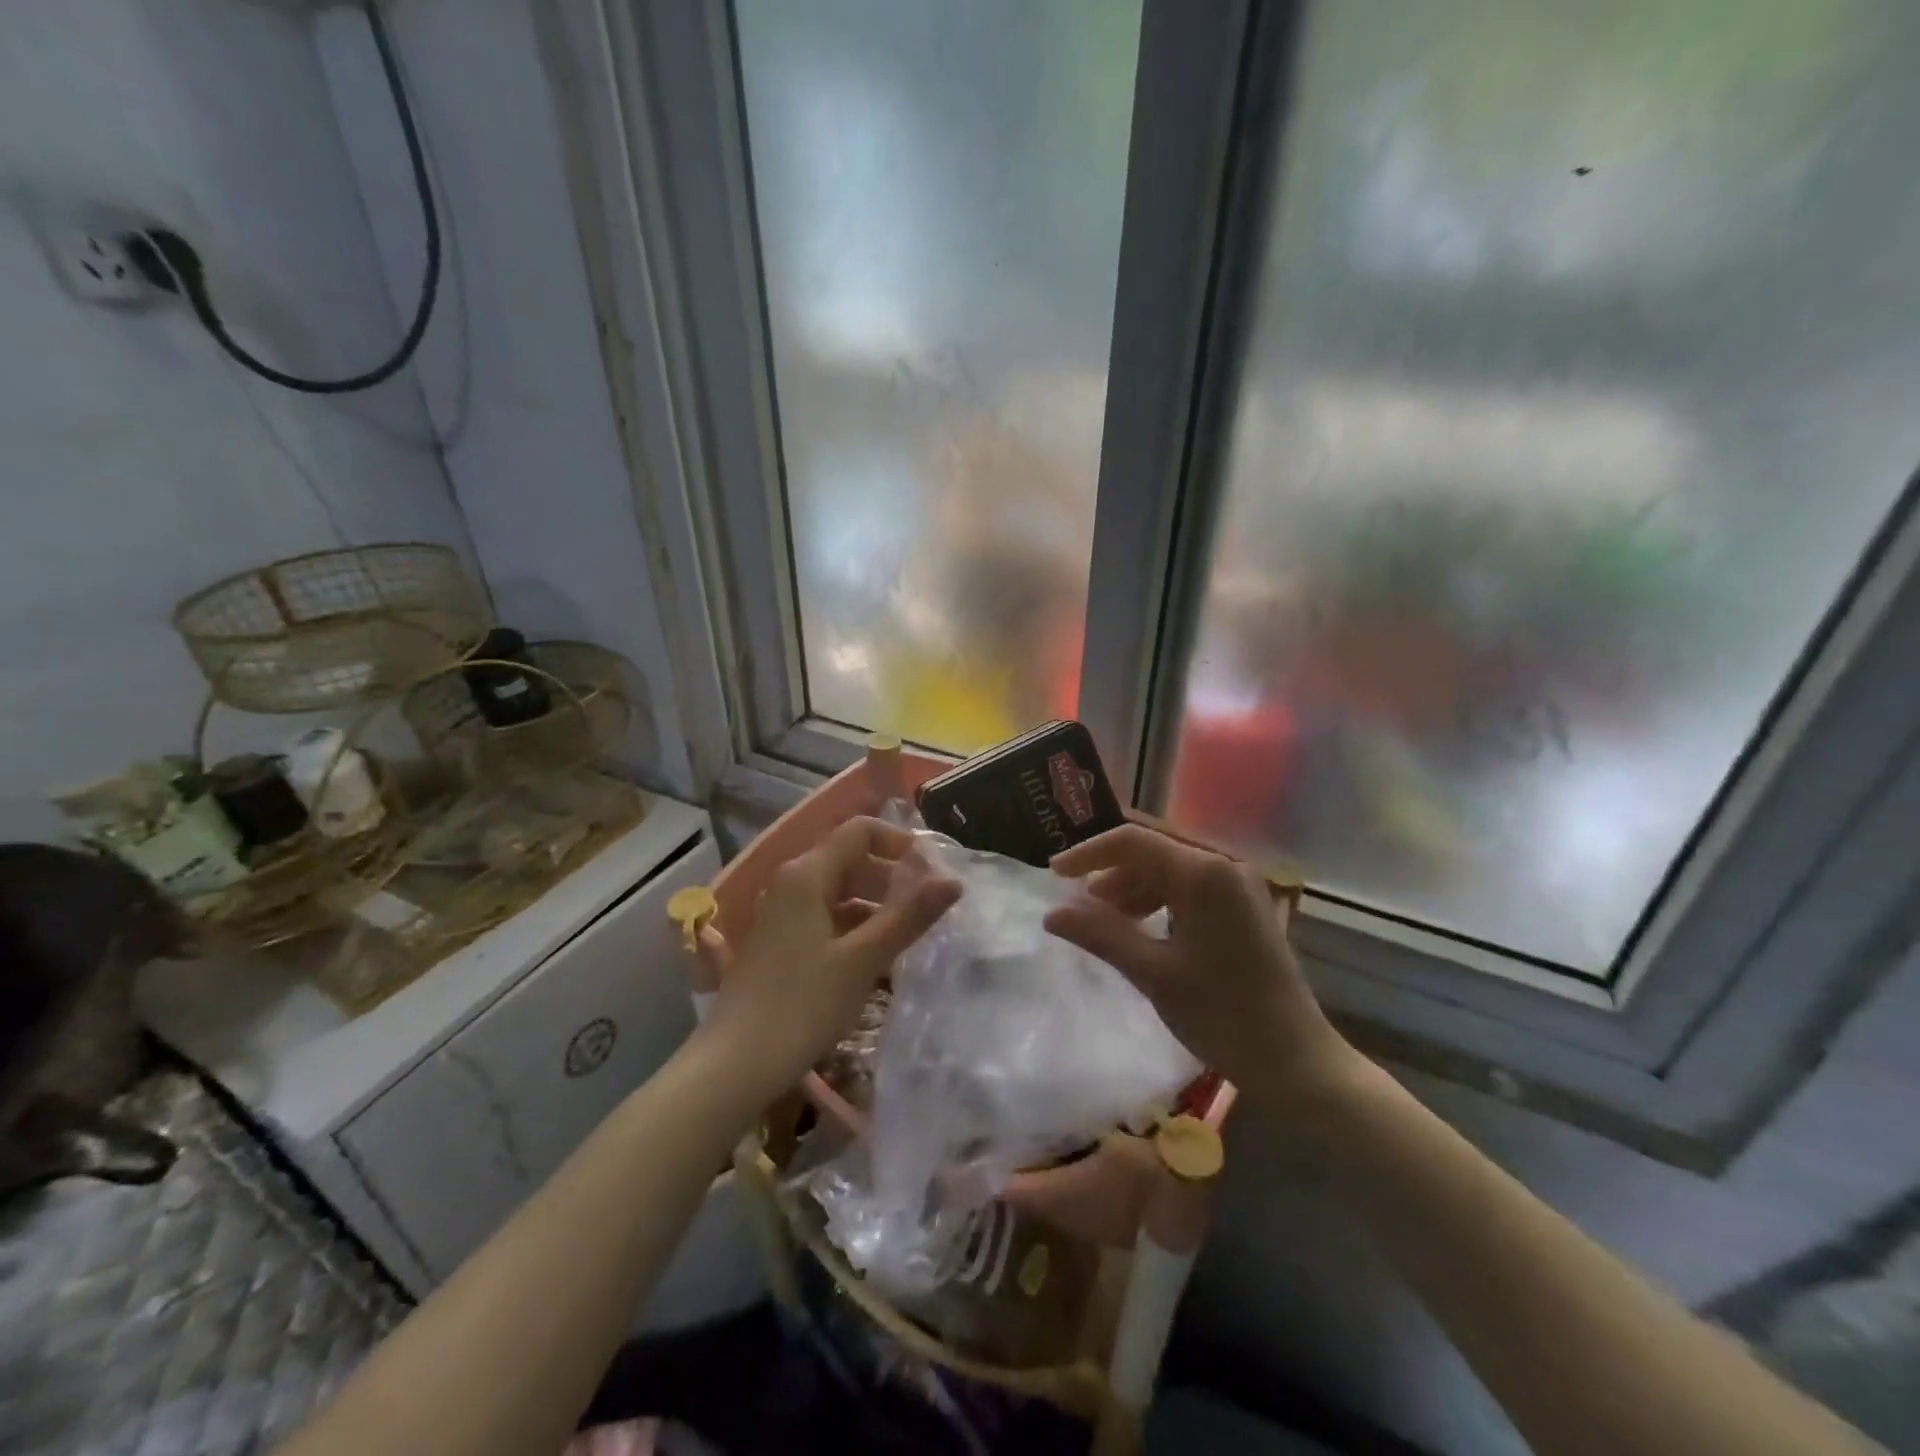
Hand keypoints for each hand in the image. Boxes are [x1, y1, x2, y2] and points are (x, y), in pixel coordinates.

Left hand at [707, 817, 959, 1099]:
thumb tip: (953, 881)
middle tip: (928, 907)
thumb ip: (909, 916)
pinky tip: (876, 959)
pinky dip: (854, 927)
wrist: (734, 1065)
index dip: (899, 842)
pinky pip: (824, 917)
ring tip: (909, 936)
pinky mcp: (779, 942)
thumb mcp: (864, 960)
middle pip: (850, 859)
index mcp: (807, 874)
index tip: (932, 871)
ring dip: (875, 905)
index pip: (860, 831)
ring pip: (838, 892)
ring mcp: (781, 913)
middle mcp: (790, 883)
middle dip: (891, 876)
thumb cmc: (803, 1005)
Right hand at [1044, 824, 1361, 1110]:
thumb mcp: (1153, 973)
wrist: (1296, 1060)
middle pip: (1152, 847)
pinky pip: (1188, 885)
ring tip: (1099, 916)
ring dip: (1131, 883)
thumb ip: (1101, 934)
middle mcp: (1224, 865)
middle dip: (1109, 867)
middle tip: (1072, 894)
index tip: (1053, 874)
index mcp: (1205, 873)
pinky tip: (1136, 924)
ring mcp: (1237, 884)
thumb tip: (1051, 914)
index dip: (1088, 852)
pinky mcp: (1242, 904)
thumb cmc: (1222, 1015)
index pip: (1133, 840)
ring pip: (1168, 865)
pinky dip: (1156, 897)